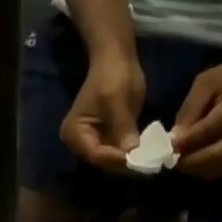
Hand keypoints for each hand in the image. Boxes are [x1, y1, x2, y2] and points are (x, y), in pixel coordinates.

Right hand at [61, 54, 145, 173]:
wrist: (115, 58)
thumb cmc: (112, 73)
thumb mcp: (118, 99)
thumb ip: (123, 126)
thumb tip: (132, 152)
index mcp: (74, 133)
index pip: (96, 155)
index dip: (116, 159)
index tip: (138, 159)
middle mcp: (78, 145)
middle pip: (102, 162)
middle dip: (123, 163)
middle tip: (146, 164)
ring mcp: (91, 145)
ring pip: (110, 162)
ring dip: (128, 162)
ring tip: (147, 161)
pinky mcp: (103, 143)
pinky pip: (116, 156)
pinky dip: (129, 156)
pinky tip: (143, 155)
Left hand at [170, 57, 221, 177]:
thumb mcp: (205, 84)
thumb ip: (190, 111)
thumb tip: (175, 141)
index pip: (212, 128)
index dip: (189, 141)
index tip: (170, 146)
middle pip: (217, 154)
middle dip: (191, 160)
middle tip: (173, 160)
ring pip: (218, 166)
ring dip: (195, 168)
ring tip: (181, 160)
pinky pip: (221, 169)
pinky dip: (203, 169)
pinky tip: (193, 161)